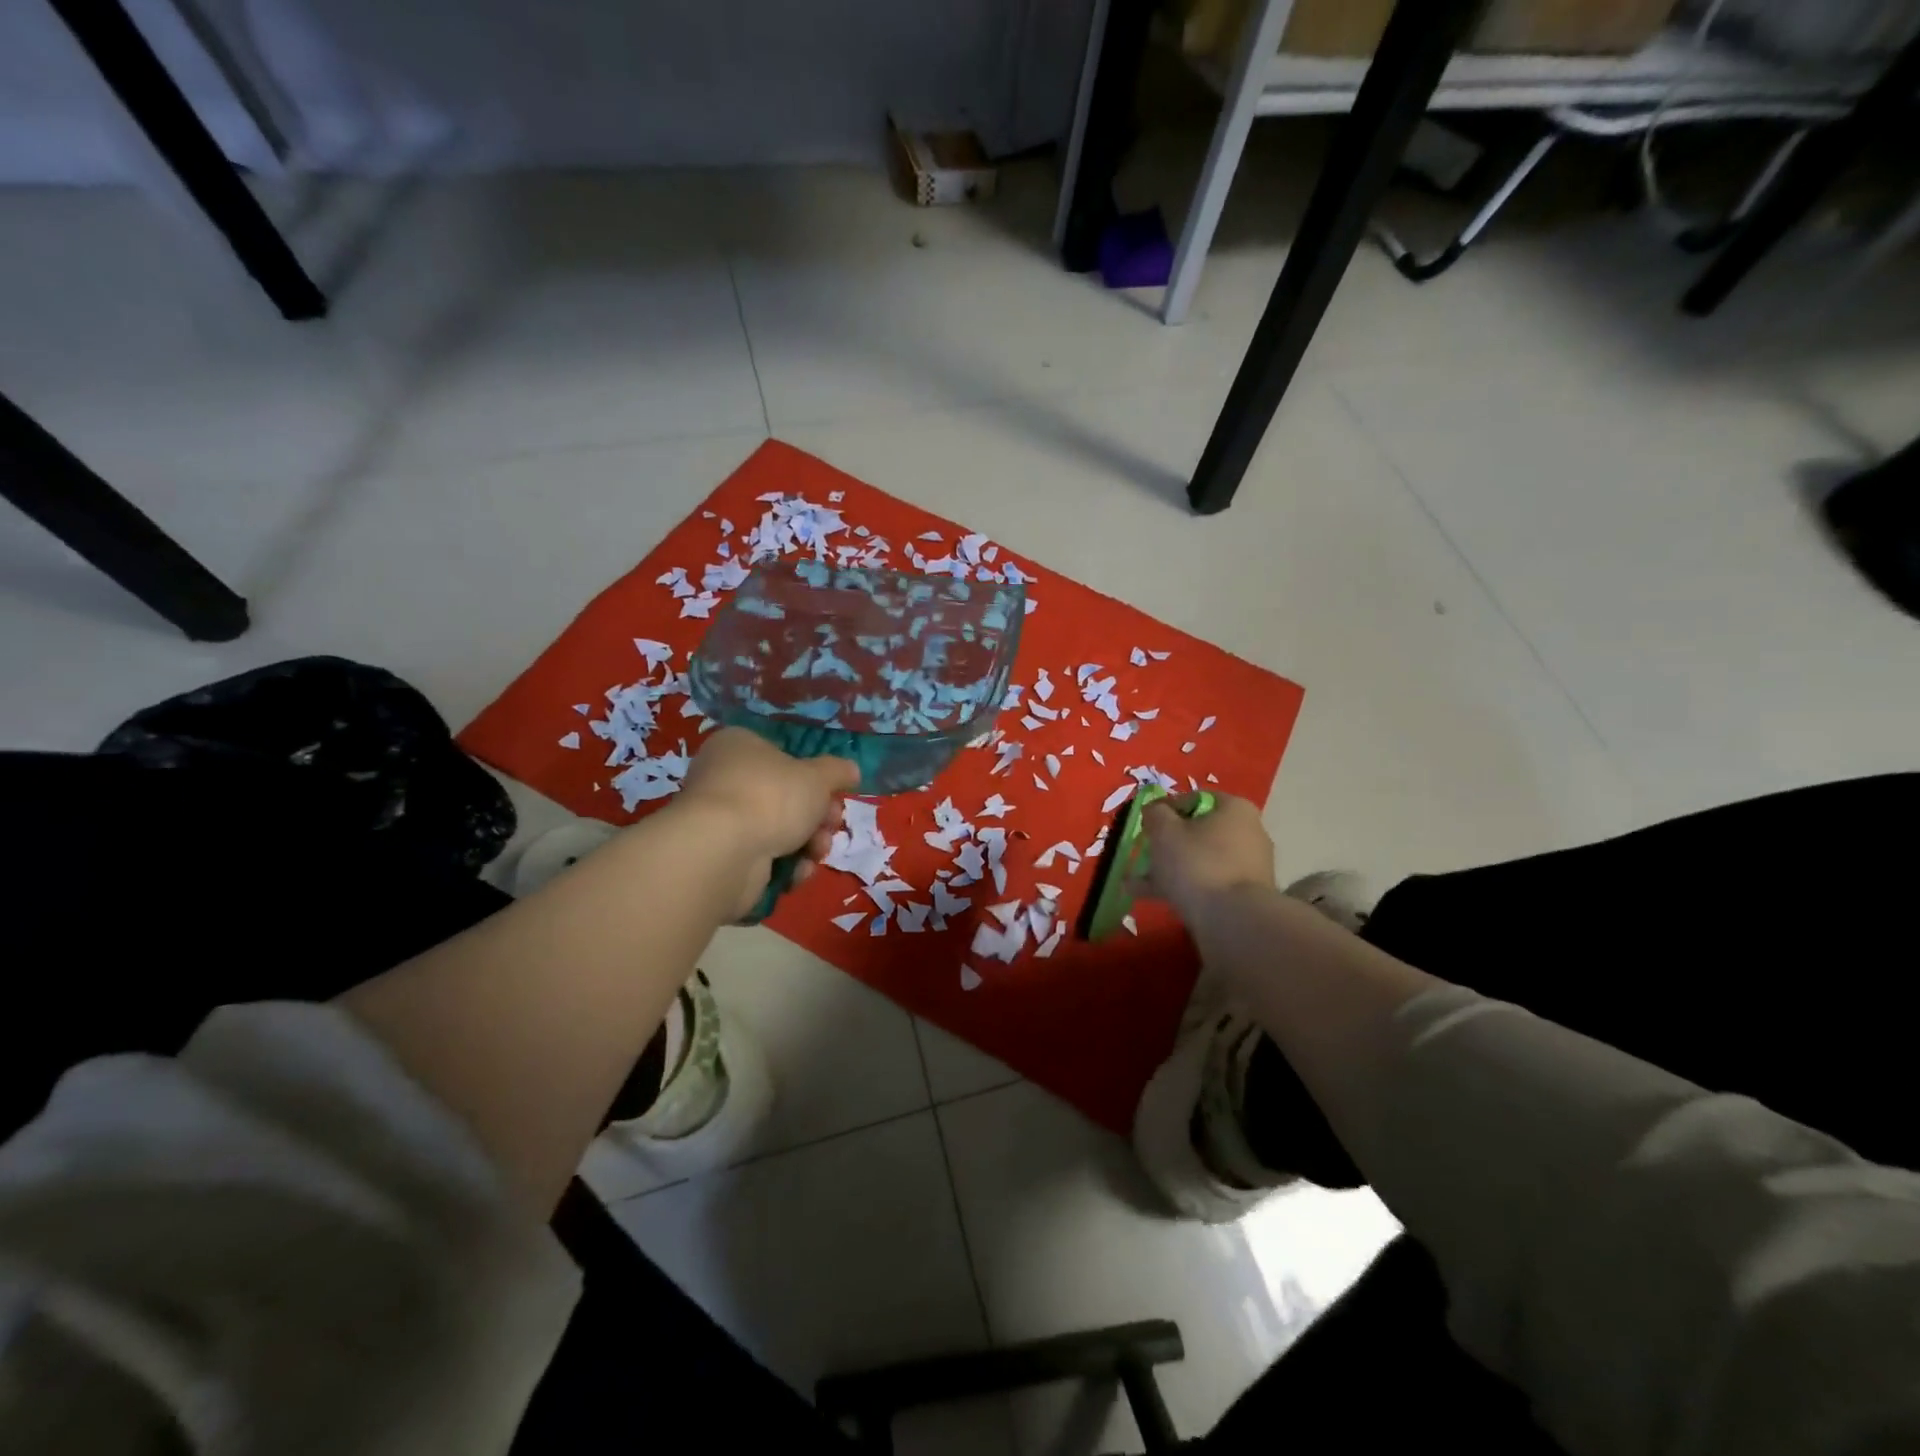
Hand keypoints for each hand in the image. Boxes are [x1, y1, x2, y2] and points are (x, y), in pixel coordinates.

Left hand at [675, 728, 860, 917]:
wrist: (724, 852)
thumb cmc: (772, 797)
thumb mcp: (818, 776)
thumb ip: (838, 771)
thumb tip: (852, 770)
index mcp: (739, 747)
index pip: (783, 757)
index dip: (815, 779)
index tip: (834, 796)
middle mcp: (723, 779)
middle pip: (785, 798)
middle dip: (817, 817)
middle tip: (831, 825)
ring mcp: (720, 821)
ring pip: (778, 831)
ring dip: (807, 844)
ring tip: (816, 852)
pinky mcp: (721, 858)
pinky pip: (763, 859)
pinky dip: (785, 867)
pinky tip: (796, 872)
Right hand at [1134, 793, 1275, 920]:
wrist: (1234, 921)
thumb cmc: (1197, 863)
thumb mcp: (1164, 830)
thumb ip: (1155, 813)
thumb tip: (1155, 811)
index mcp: (1234, 809)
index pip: (1193, 799)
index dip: (1164, 809)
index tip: (1144, 824)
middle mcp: (1248, 832)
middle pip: (1196, 831)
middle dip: (1165, 843)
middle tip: (1141, 853)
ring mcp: (1248, 866)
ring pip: (1198, 860)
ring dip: (1167, 868)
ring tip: (1134, 882)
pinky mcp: (1243, 895)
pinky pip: (1206, 882)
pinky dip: (1181, 887)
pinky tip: (1150, 897)